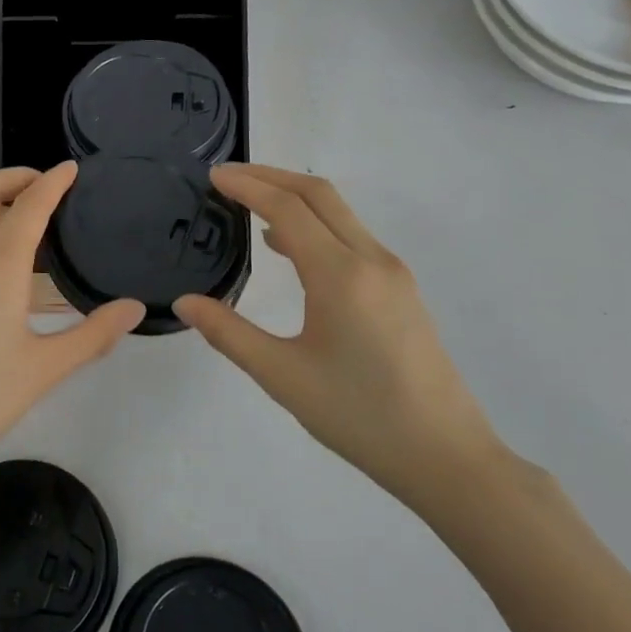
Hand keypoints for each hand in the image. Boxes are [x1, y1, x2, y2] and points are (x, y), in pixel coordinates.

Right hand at [173, 165, 501, 507]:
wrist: (445, 456)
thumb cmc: (358, 416)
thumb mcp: (282, 376)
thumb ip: (229, 333)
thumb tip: (185, 302)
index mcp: (340, 275)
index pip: (288, 209)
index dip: (248, 186)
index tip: (213, 175)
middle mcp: (371, 260)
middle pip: (319, 195)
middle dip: (271, 177)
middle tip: (228, 177)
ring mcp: (393, 273)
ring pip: (340, 214)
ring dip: (295, 198)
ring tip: (251, 203)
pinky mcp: (402, 290)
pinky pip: (352, 237)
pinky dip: (316, 224)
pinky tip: (290, 248)